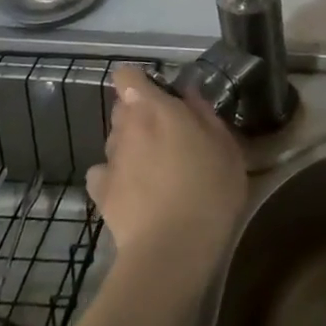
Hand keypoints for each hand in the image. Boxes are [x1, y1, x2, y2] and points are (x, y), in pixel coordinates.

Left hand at [88, 66, 247, 284]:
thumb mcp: (225, 146)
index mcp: (156, 110)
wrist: (173, 248)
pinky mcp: (100, 193)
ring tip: (155, 167)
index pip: (127, 77)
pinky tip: (133, 190)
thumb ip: (204, 114)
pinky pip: (103, 173)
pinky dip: (115, 176)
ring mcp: (110, 161)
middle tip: (168, 133)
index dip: (138, 80)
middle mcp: (127, 128)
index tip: (159, 93)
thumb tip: (188, 93)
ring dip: (131, 145)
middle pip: (123, 108)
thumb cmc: (209, 188)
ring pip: (115, 140)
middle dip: (140, 114)